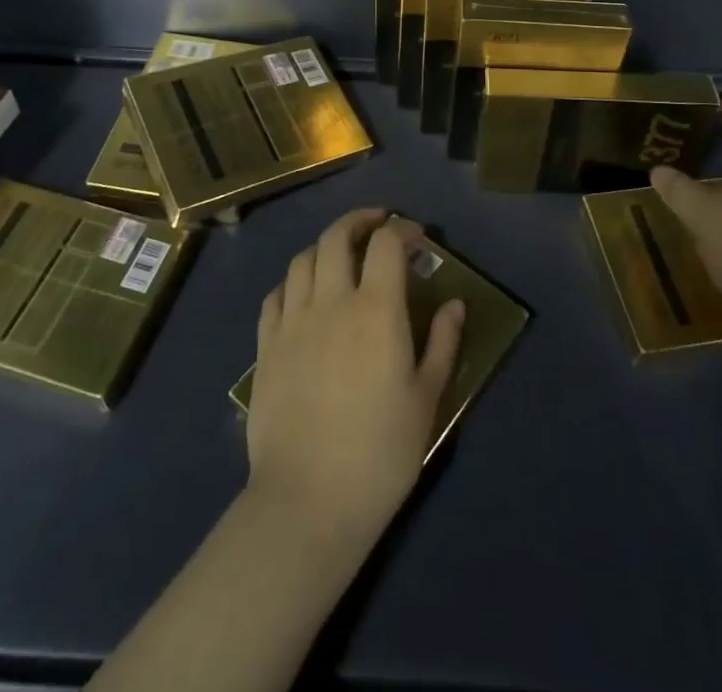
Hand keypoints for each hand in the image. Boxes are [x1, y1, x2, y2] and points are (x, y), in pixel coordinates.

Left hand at [247, 209, 464, 547]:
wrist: (308, 501)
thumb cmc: (380, 453)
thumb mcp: (426, 400)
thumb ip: (443, 344)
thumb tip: (454, 304)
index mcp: (376, 310)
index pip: (386, 243)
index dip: (403, 229)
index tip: (418, 237)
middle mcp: (331, 301)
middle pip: (337, 236)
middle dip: (360, 220)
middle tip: (378, 225)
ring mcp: (292, 321)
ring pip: (303, 258)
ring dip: (325, 246)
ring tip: (341, 256)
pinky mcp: (266, 346)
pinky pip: (276, 294)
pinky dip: (293, 281)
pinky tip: (303, 294)